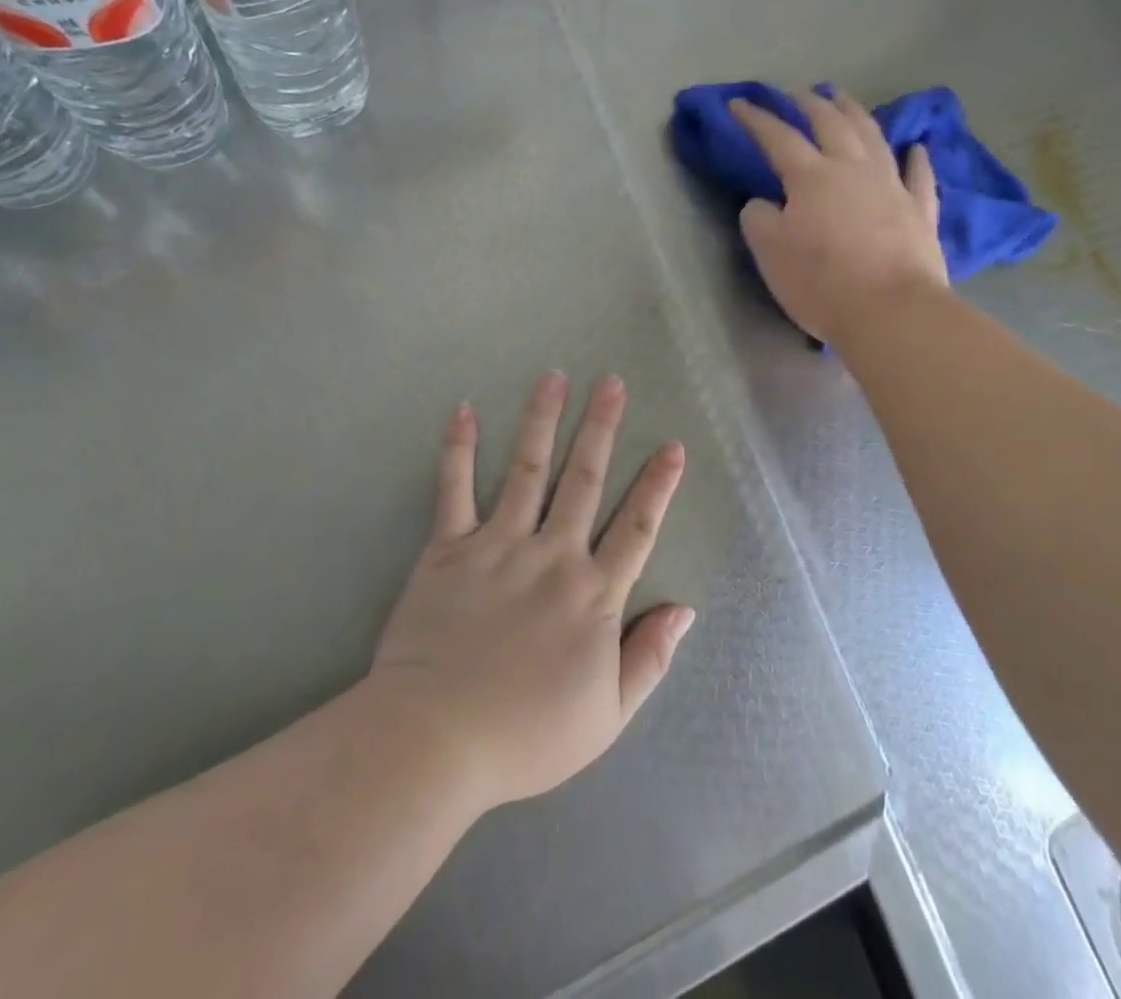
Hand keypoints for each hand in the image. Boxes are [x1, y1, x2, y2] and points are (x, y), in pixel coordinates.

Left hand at [369, 372, 693, 809]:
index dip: (657, 486)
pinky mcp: (448, 549)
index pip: (636, 528)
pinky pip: (454, 490)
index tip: (672, 446)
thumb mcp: (606, 715)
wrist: (436, 742)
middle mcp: (552, 556)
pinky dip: (458, 449)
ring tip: (554, 377)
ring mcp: (498, 546)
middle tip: (612, 383)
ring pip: (527, 470)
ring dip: (542, 420)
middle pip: (584, 480)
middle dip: (602, 428)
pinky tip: (464, 410)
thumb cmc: (526, 736)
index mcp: (593, 595)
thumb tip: (685, 609)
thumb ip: (649, 659)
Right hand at [731, 88, 949, 343]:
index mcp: (812, 178)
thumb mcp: (770, 253)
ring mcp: (892, 187)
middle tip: (798, 91)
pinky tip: (916, 147)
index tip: (738, 103)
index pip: (778, 138)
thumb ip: (759, 219)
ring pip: (874, 138)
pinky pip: (919, 176)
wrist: (891, 312)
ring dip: (856, 113)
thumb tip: (764, 202)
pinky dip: (916, 158)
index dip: (756, 119)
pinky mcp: (920, 212)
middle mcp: (853, 170)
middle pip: (831, 124)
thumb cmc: (821, 283)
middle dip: (811, 103)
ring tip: (844, 98)